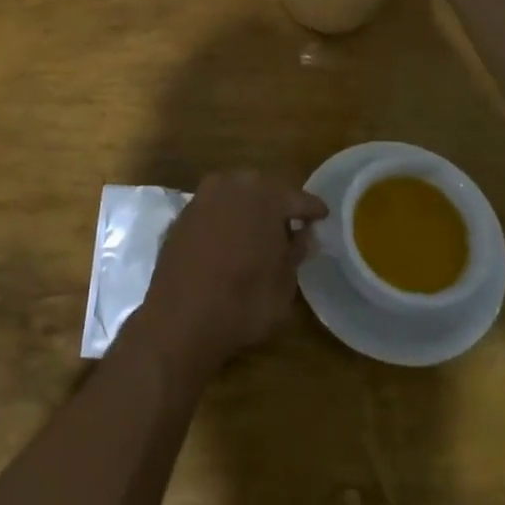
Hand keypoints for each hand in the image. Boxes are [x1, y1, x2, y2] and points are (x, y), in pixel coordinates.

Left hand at [135, 170, 326, 376]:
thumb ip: (296, 252)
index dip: (312, 209)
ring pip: (234, 194)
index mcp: (265, 196)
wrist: (180, 318)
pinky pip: (213, 209)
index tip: (323, 216)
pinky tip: (231, 238)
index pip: (297, 198)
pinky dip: (225, 219)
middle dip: (277, 203)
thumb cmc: (244, 301)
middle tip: (291, 222)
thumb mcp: (284, 283)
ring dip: (248, 208)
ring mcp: (202, 198)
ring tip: (260, 231)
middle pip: (263, 188)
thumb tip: (304, 236)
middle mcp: (232, 186)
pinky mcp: (181, 216)